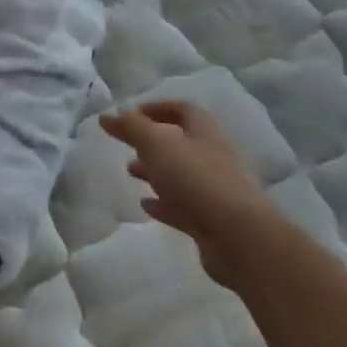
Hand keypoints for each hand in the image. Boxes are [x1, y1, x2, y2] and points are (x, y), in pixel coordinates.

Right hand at [101, 101, 280, 286]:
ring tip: (130, 172)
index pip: (183, 110)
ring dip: (155, 172)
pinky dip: (163, 203)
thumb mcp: (156, 144)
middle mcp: (213, 158)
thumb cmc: (196, 179)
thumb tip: (107, 115)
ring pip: (180, 175)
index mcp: (205, 133)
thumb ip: (130, 127)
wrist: (239, 238)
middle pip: (181, 143)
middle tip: (127, 145)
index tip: (131, 114)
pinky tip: (146, 205)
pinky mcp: (211, 221)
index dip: (157, 108)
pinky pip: (183, 207)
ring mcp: (215, 191)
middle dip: (152, 143)